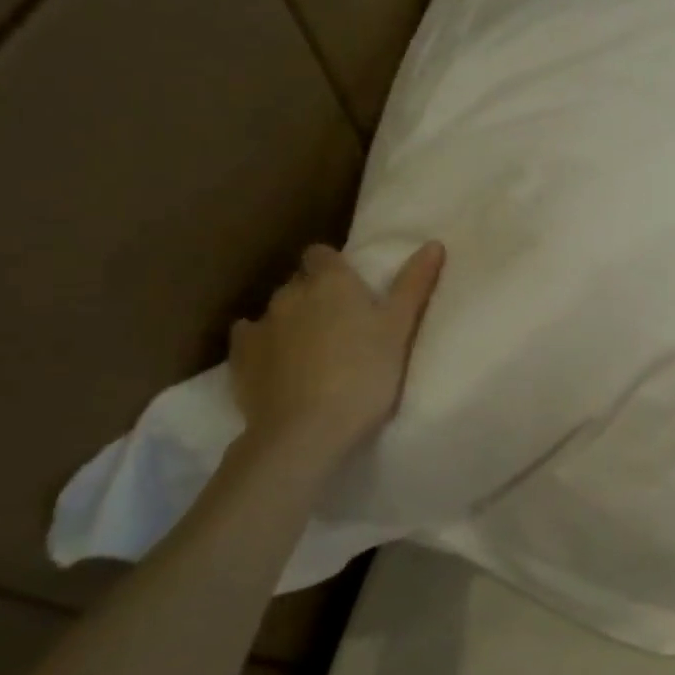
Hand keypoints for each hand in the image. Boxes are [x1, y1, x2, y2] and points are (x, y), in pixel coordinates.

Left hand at [229, 240, 444, 470]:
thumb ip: (414, 284)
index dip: (334, 268)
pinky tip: (277, 364)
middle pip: (300, 282)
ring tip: (311, 351)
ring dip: (291, 321)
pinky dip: (263, 345)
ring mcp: (261, 324)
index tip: (351, 291)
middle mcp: (291, 292)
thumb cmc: (365, 374)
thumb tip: (434, 243)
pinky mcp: (240, 357)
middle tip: (341, 326)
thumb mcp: (400, 328)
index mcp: (331, 281)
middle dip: (315, 296)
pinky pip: (250, 338)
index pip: (322, 254)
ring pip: (276, 311)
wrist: (307, 430)